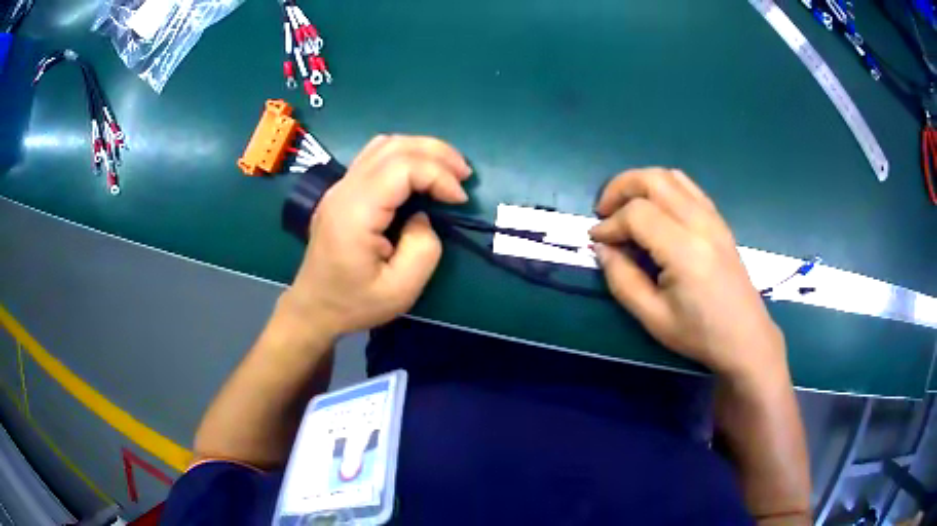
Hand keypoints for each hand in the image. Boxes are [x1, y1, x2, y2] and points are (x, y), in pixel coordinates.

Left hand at [280, 135, 471, 341]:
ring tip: (448, 170)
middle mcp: (344, 190)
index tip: (459, 199)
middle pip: (394, 147)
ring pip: (384, 145)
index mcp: (355, 212)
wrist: (314, 307)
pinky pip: (375, 156)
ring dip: (421, 150)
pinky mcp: (342, 191)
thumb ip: (423, 248)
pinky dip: (405, 156)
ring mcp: (339, 187)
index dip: (438, 174)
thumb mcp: (401, 290)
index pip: (401, 167)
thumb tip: (423, 216)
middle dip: (436, 153)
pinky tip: (420, 173)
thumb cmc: (355, 303)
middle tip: (464, 174)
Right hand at [589, 168, 786, 380]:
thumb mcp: (653, 318)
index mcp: (685, 250)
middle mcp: (700, 223)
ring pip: (670, 176)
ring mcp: (713, 218)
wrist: (745, 337)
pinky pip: (687, 187)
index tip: (597, 241)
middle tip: (603, 212)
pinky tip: (654, 211)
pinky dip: (662, 188)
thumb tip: (603, 248)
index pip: (637, 214)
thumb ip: (622, 280)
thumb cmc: (700, 334)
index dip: (610, 223)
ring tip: (625, 207)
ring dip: (640, 183)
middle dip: (620, 188)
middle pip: (653, 179)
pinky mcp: (718, 220)